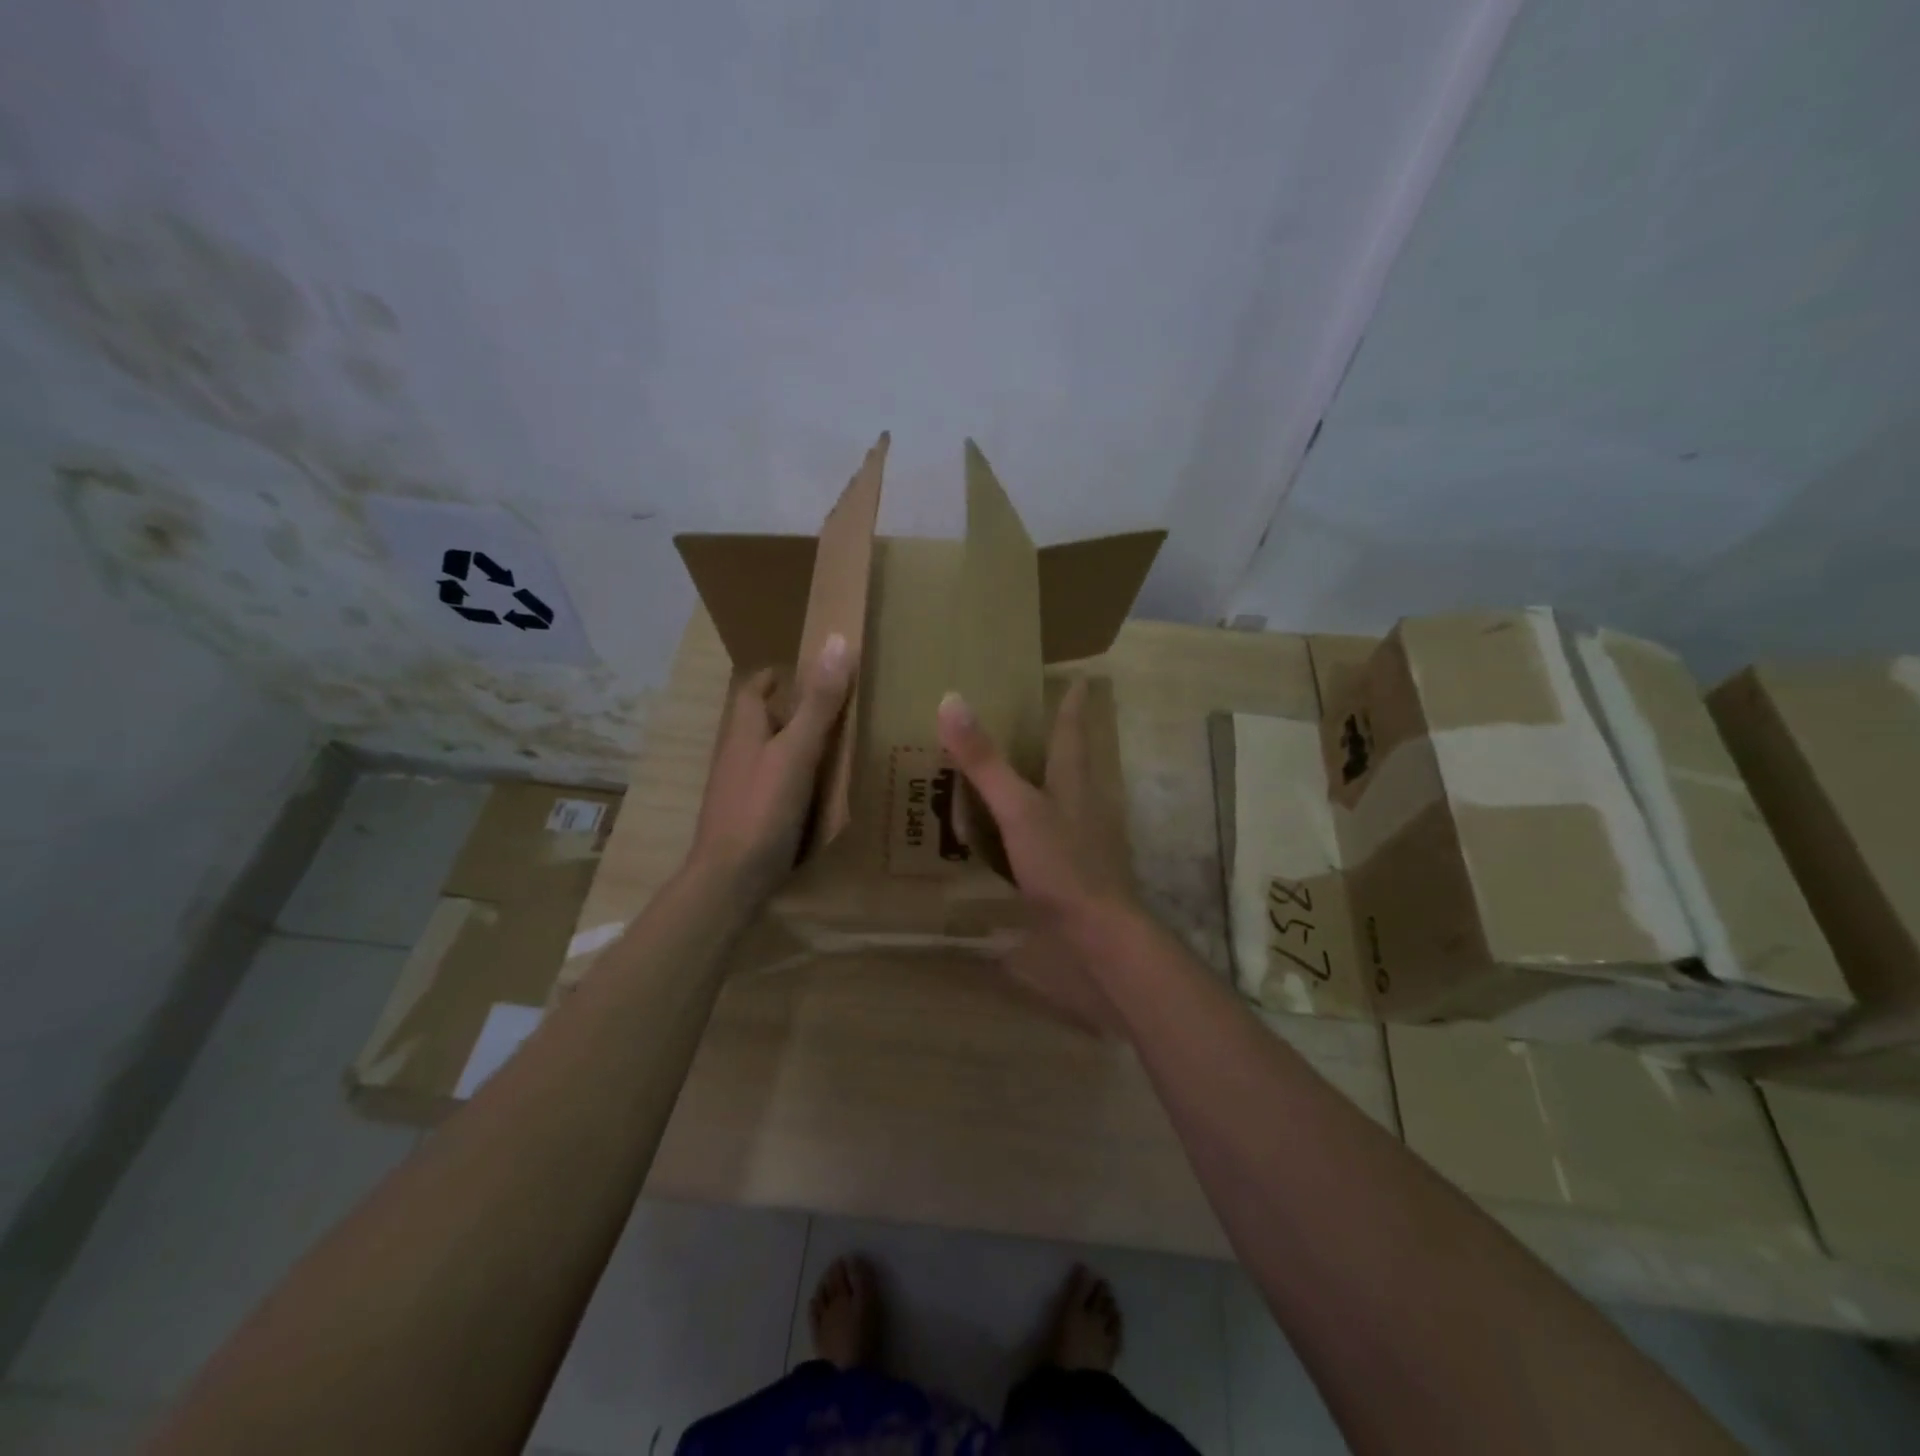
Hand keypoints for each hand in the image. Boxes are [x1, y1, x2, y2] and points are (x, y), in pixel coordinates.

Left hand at [689, 633, 853, 901]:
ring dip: (795, 743)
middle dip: (792, 709)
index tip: (812, 671)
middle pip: (762, 719)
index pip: (754, 687)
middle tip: (836, 707)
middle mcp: (737, 753)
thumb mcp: (797, 751)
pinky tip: (821, 790)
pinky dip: (796, 777)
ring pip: (768, 753)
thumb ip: (818, 703)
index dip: (779, 675)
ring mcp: (740, 787)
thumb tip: (836, 642)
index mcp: (744, 730)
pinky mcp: (749, 815)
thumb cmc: (762, 808)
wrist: (730, 879)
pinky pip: (774, 783)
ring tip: (837, 745)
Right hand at [938, 679, 1138, 1031]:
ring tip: (1010, 774)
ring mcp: (1080, 843)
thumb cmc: (1064, 867)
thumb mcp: (1018, 810)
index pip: (1072, 732)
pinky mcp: (1071, 875)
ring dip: (1040, 785)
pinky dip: (1026, 829)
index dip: (1071, 704)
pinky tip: (1007, 840)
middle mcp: (1081, 807)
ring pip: (1060, 802)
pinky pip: (1045, 839)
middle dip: (1056, 742)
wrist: (1099, 939)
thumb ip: (985, 762)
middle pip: (1071, 764)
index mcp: (1073, 784)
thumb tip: (952, 700)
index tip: (1077, 679)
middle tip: (1031, 721)